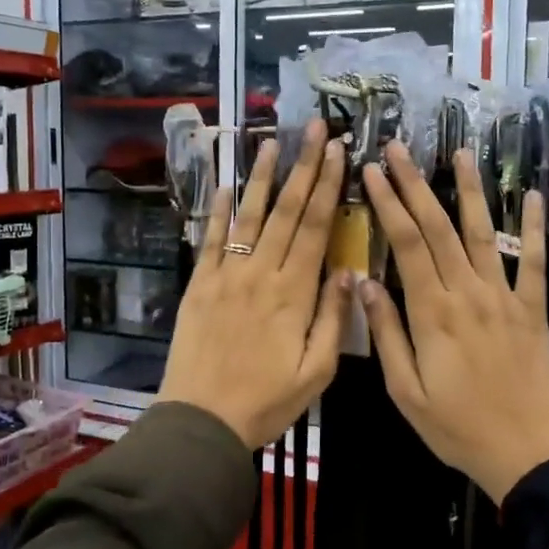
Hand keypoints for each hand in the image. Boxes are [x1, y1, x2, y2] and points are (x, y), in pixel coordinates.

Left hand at [158, 121, 351, 448]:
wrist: (201, 421)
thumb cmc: (266, 402)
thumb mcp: (316, 373)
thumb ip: (334, 320)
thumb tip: (349, 272)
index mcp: (294, 294)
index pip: (316, 228)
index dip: (328, 186)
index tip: (339, 152)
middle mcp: (261, 274)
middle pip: (286, 211)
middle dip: (303, 166)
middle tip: (314, 127)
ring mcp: (226, 276)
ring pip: (249, 216)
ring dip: (262, 176)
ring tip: (272, 140)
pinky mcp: (199, 285)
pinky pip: (212, 240)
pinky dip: (220, 211)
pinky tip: (228, 185)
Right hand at [358, 143, 548, 502]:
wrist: (527, 453)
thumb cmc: (457, 427)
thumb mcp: (405, 391)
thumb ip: (385, 334)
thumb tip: (365, 283)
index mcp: (432, 312)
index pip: (406, 243)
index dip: (388, 203)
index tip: (371, 171)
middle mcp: (468, 293)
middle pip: (439, 227)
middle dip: (416, 184)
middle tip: (399, 148)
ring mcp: (505, 297)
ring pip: (484, 233)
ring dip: (471, 191)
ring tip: (462, 154)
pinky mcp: (533, 309)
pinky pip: (535, 261)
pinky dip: (534, 227)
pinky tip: (533, 196)